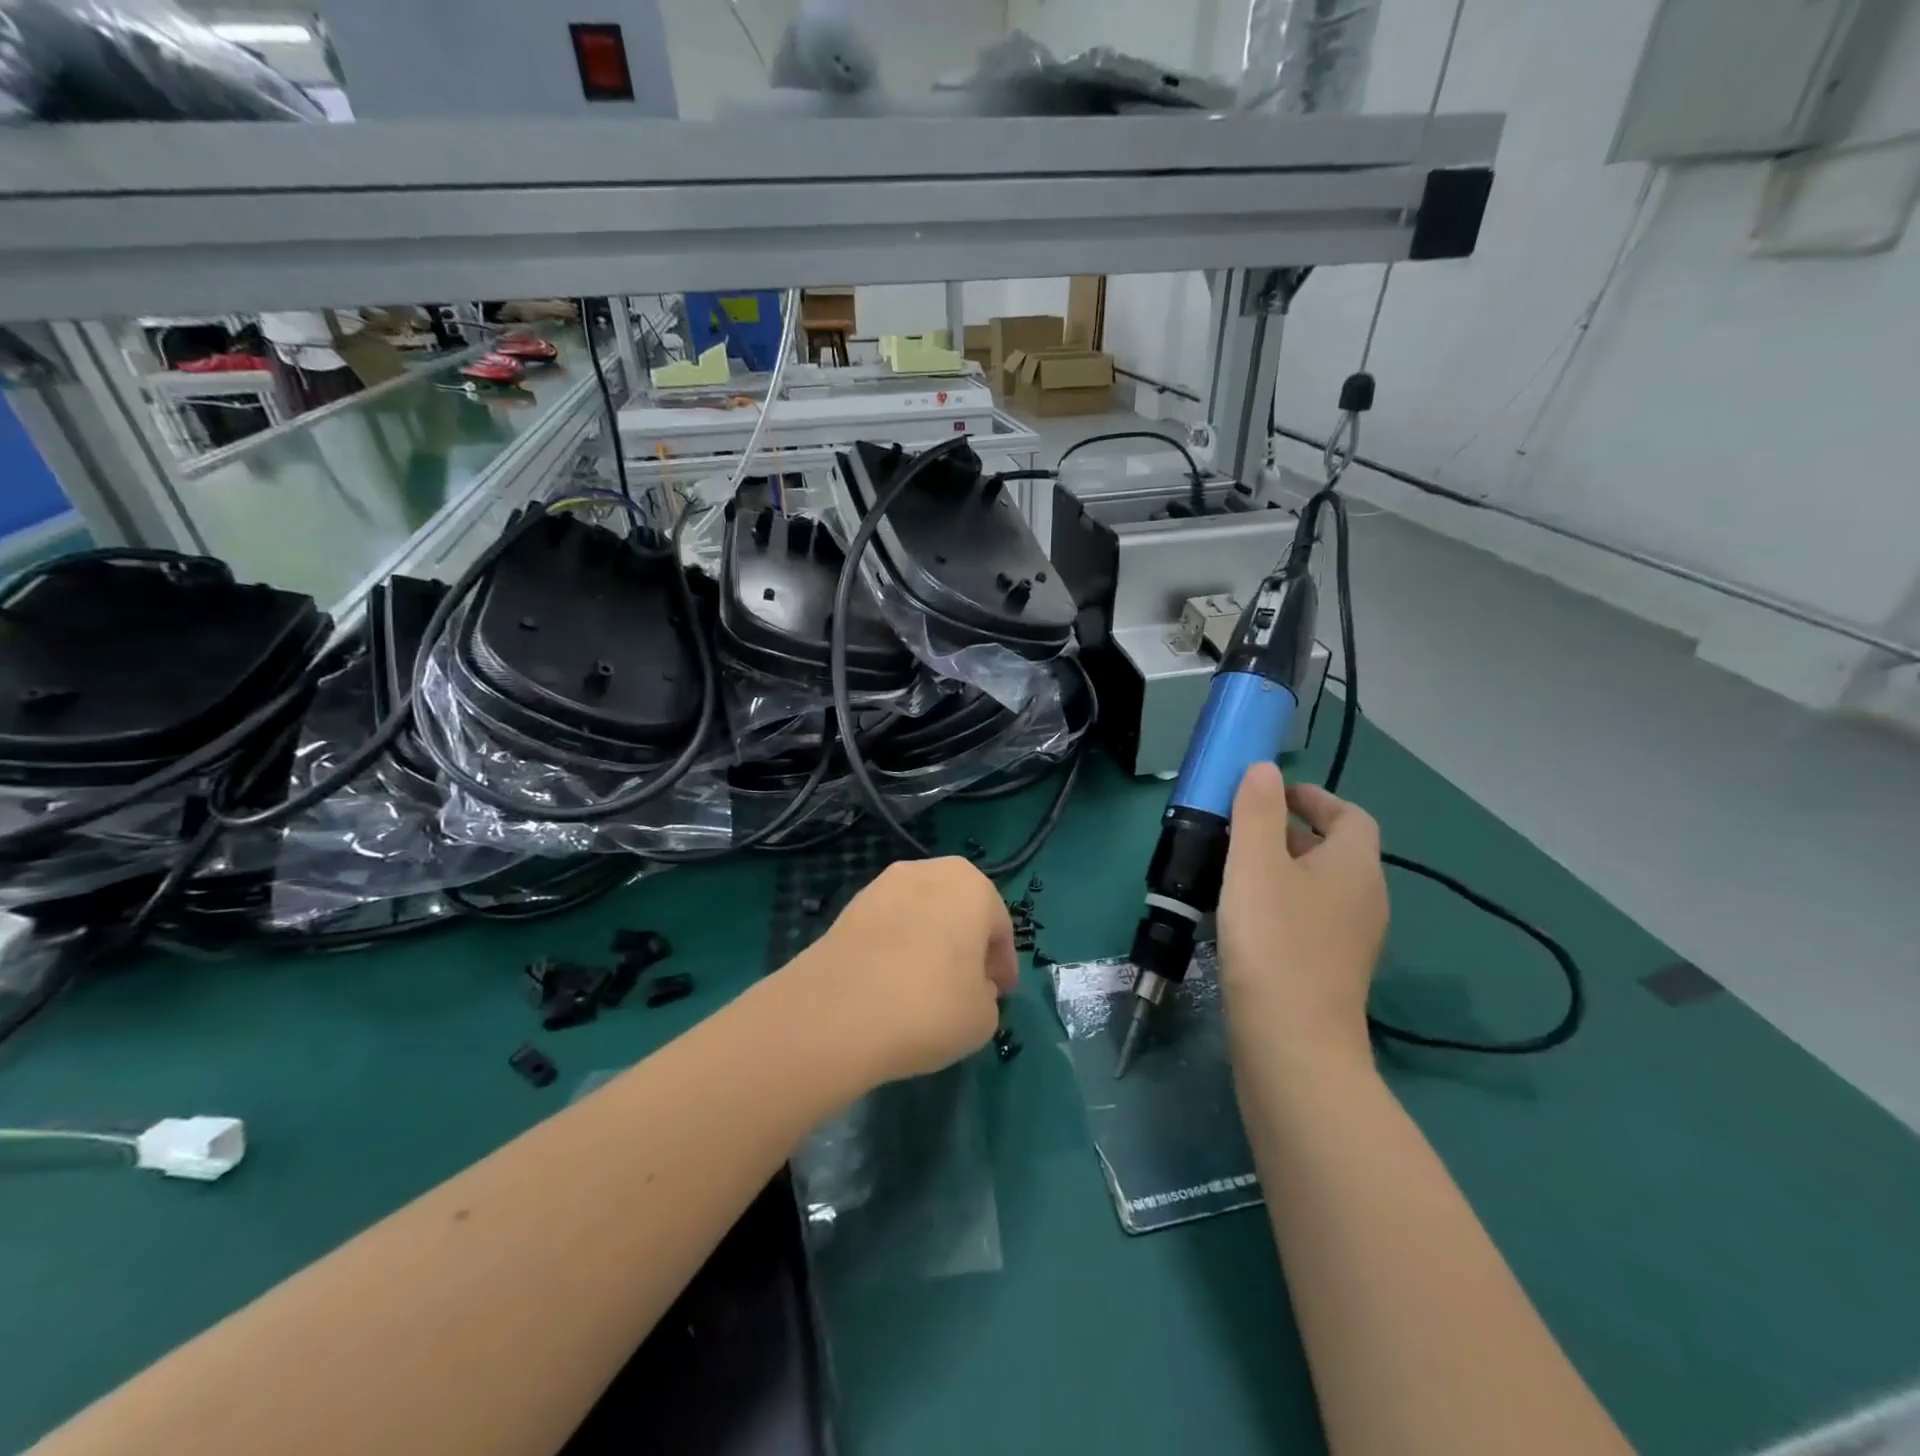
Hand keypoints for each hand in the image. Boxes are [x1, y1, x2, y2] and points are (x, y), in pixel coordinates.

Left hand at [787, 858, 1017, 1089]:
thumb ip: (986, 995)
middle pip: (960, 910)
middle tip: (966, 985)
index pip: (999, 928)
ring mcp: (884, 883)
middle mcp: (930, 871)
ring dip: (930, 941)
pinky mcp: (850, 905)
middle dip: (966, 944)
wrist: (838, 1011)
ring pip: (923, 914)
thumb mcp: (983, 1017)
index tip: (998, 995)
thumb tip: (970, 986)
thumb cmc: (930, 1006)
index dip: (1001, 965)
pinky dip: (897, 946)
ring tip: (924, 985)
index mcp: (973, 887)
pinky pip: (889, 925)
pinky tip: (891, 982)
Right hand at [1218, 762, 1387, 1065]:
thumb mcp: (1255, 864)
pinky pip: (1310, 917)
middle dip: (1289, 830)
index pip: (1349, 815)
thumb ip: (1256, 810)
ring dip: (1281, 867)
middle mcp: (1365, 898)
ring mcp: (1351, 939)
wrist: (1291, 1042)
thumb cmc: (1273, 940)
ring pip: (1319, 885)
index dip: (1313, 797)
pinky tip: (1242, 915)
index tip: (1269, 793)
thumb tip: (1264, 769)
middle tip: (1239, 828)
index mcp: (1355, 866)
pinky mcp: (1331, 969)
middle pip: (1334, 849)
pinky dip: (1281, 902)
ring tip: (1232, 867)